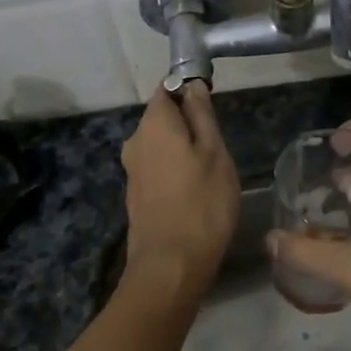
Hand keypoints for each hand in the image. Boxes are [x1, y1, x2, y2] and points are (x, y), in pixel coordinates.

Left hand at [121, 84, 239, 302]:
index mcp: (153, 123)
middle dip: (187, 122)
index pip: (167, 88)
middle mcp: (135, 140)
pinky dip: (174, 169)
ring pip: (160, 144)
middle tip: (218, 143)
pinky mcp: (135, 194)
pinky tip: (193, 189)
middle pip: (162, 117)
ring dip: (182, 148)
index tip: (212, 105)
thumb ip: (202, 115)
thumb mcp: (214, 152)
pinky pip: (157, 167)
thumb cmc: (202, 202)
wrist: (170, 265)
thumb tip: (192, 85)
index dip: (189, 90)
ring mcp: (132, 169)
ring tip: (210, 169)